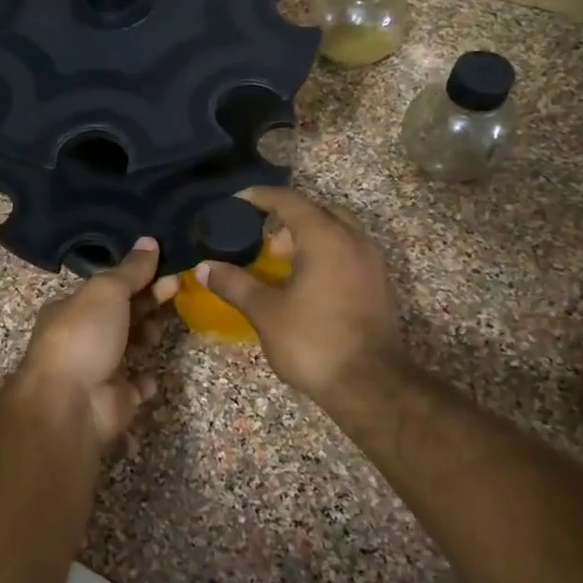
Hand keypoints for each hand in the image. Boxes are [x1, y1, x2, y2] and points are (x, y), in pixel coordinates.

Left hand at [14, 238, 179, 449]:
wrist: (70, 403)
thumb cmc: (84, 336)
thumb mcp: (107, 291)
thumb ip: (130, 270)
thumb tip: (150, 241)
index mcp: (72, 308)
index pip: (109, 288)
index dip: (138, 277)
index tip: (168, 270)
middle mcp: (82, 337)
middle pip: (122, 315)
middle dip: (148, 303)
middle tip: (177, 291)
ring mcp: (97, 370)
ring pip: (129, 347)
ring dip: (146, 336)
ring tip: (159, 332)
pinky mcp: (114, 400)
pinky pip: (134, 386)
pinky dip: (145, 380)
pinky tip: (155, 373)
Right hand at [198, 187, 405, 410]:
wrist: (370, 385)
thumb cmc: (313, 340)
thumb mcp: (265, 311)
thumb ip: (233, 284)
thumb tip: (204, 267)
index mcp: (325, 238)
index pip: (290, 201)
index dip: (261, 197)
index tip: (239, 200)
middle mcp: (353, 241)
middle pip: (320, 211)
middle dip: (290, 216)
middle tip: (264, 235)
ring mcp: (372, 263)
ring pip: (339, 232)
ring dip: (310, 236)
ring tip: (282, 260)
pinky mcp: (379, 286)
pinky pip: (349, 253)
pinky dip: (326, 254)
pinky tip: (306, 282)